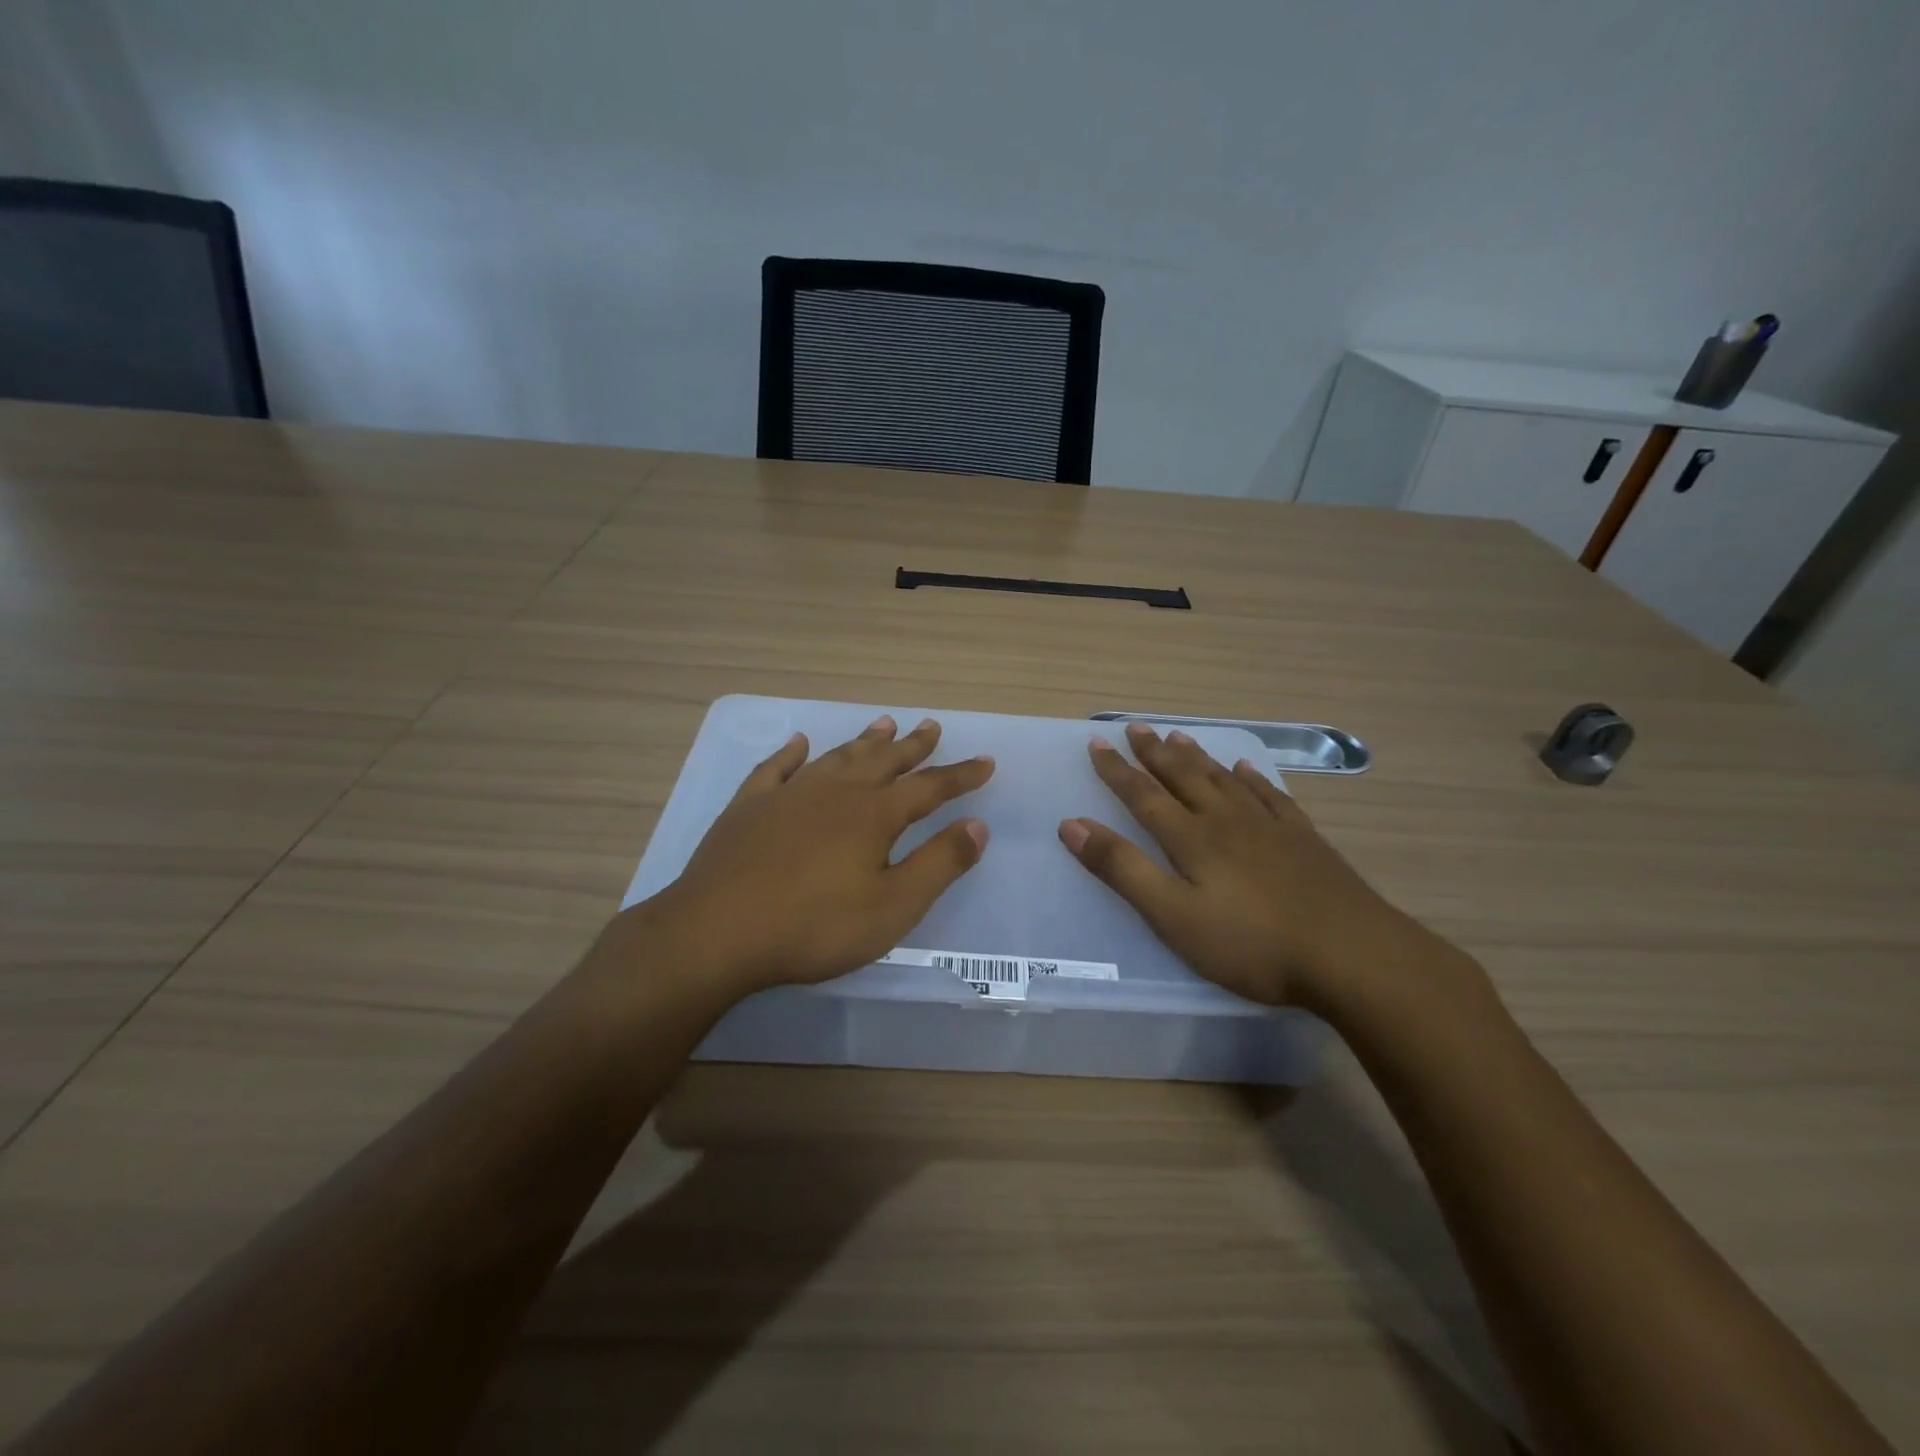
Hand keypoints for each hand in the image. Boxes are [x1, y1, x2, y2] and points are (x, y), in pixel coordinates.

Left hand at [646, 715, 993, 994]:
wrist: (717, 933)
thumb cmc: (814, 927)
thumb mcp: (892, 906)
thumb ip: (939, 863)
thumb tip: (978, 825)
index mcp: (874, 815)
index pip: (929, 788)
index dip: (960, 775)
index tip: (985, 761)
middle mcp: (835, 792)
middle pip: (883, 761)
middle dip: (912, 746)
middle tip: (931, 726)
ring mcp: (788, 795)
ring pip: (836, 757)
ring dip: (863, 741)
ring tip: (883, 723)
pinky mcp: (749, 807)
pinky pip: (775, 768)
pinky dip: (791, 753)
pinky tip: (799, 743)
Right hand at [1058, 723, 1428, 1011]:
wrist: (1351, 955)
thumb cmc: (1251, 943)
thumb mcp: (1173, 916)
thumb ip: (1122, 869)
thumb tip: (1072, 825)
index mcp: (1192, 838)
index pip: (1143, 795)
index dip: (1117, 770)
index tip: (1097, 743)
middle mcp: (1226, 820)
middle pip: (1183, 777)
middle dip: (1153, 754)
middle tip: (1135, 728)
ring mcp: (1269, 827)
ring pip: (1224, 779)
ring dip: (1197, 757)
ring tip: (1178, 737)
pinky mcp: (1304, 841)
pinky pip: (1270, 796)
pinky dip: (1252, 778)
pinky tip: (1247, 768)